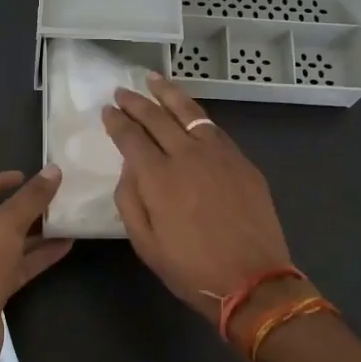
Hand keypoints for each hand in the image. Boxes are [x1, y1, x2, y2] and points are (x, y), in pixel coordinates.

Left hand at [0, 167, 71, 361]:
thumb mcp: (5, 226)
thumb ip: (30, 199)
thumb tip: (53, 170)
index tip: (25, 176)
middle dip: (25, 208)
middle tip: (53, 199)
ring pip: (12, 244)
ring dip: (37, 233)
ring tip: (66, 220)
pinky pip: (20, 267)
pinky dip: (40, 256)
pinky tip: (66, 247)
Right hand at [103, 75, 298, 334]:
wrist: (253, 281)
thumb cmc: (191, 268)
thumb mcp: (145, 243)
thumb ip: (130, 199)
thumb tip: (129, 168)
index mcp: (158, 177)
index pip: (130, 137)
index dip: (116, 121)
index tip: (107, 110)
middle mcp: (187, 155)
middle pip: (157, 117)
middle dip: (136, 101)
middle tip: (122, 91)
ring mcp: (219, 154)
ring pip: (189, 112)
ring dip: (168, 94)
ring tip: (154, 80)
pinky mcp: (242, 161)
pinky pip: (213, 128)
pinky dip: (196, 114)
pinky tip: (189, 112)